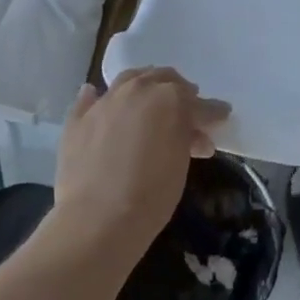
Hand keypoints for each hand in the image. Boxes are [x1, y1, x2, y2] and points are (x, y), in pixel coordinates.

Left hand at [53, 68, 229, 262]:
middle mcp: (138, 90)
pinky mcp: (78, 119)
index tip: (221, 118)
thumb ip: (188, 139)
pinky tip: (100, 99)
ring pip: (129, 79)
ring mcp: (105, 101)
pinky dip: (98, 98)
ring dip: (144, 86)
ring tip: (149, 100)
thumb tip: (194, 135)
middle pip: (164, 79)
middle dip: (179, 92)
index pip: (199, 103)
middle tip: (186, 108)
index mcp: (170, 98)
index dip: (213, 113)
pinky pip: (90, 99)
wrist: (98, 220)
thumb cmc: (152, 194)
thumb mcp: (182, 164)